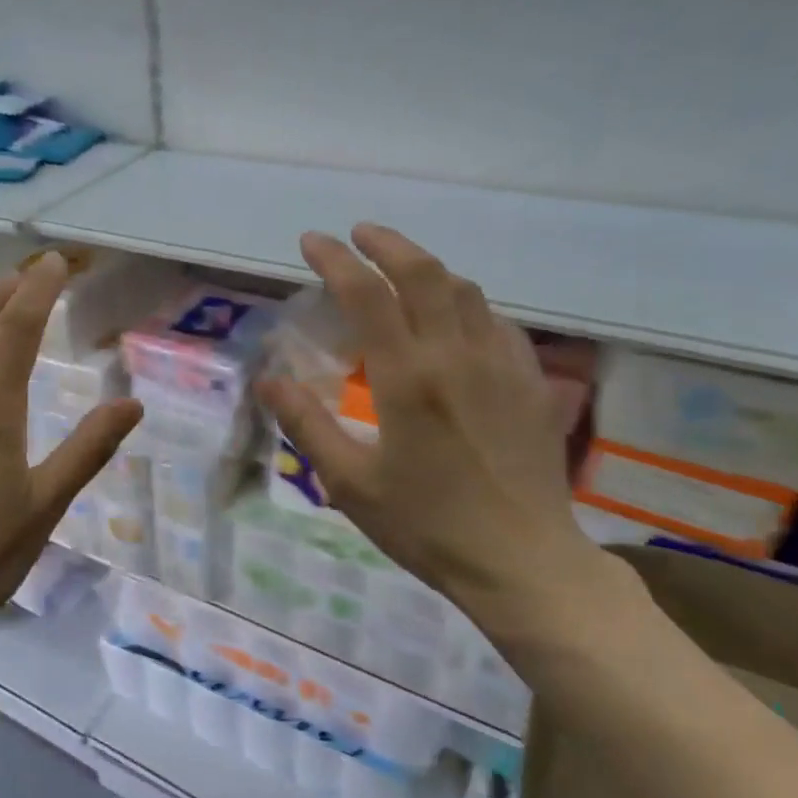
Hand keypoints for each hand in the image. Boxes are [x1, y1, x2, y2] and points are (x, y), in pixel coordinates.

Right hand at [258, 225, 616, 639]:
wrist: (523, 562)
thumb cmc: (427, 525)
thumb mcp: (349, 483)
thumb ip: (306, 425)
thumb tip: (268, 381)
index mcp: (407, 377)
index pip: (367, 294)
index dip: (335, 259)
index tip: (312, 242)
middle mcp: (456, 355)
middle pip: (423, 273)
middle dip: (386, 243)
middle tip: (357, 235)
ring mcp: (501, 364)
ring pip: (465, 290)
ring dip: (426, 268)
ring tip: (399, 270)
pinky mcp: (530, 382)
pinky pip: (495, 321)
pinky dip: (465, 303)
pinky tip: (454, 319)